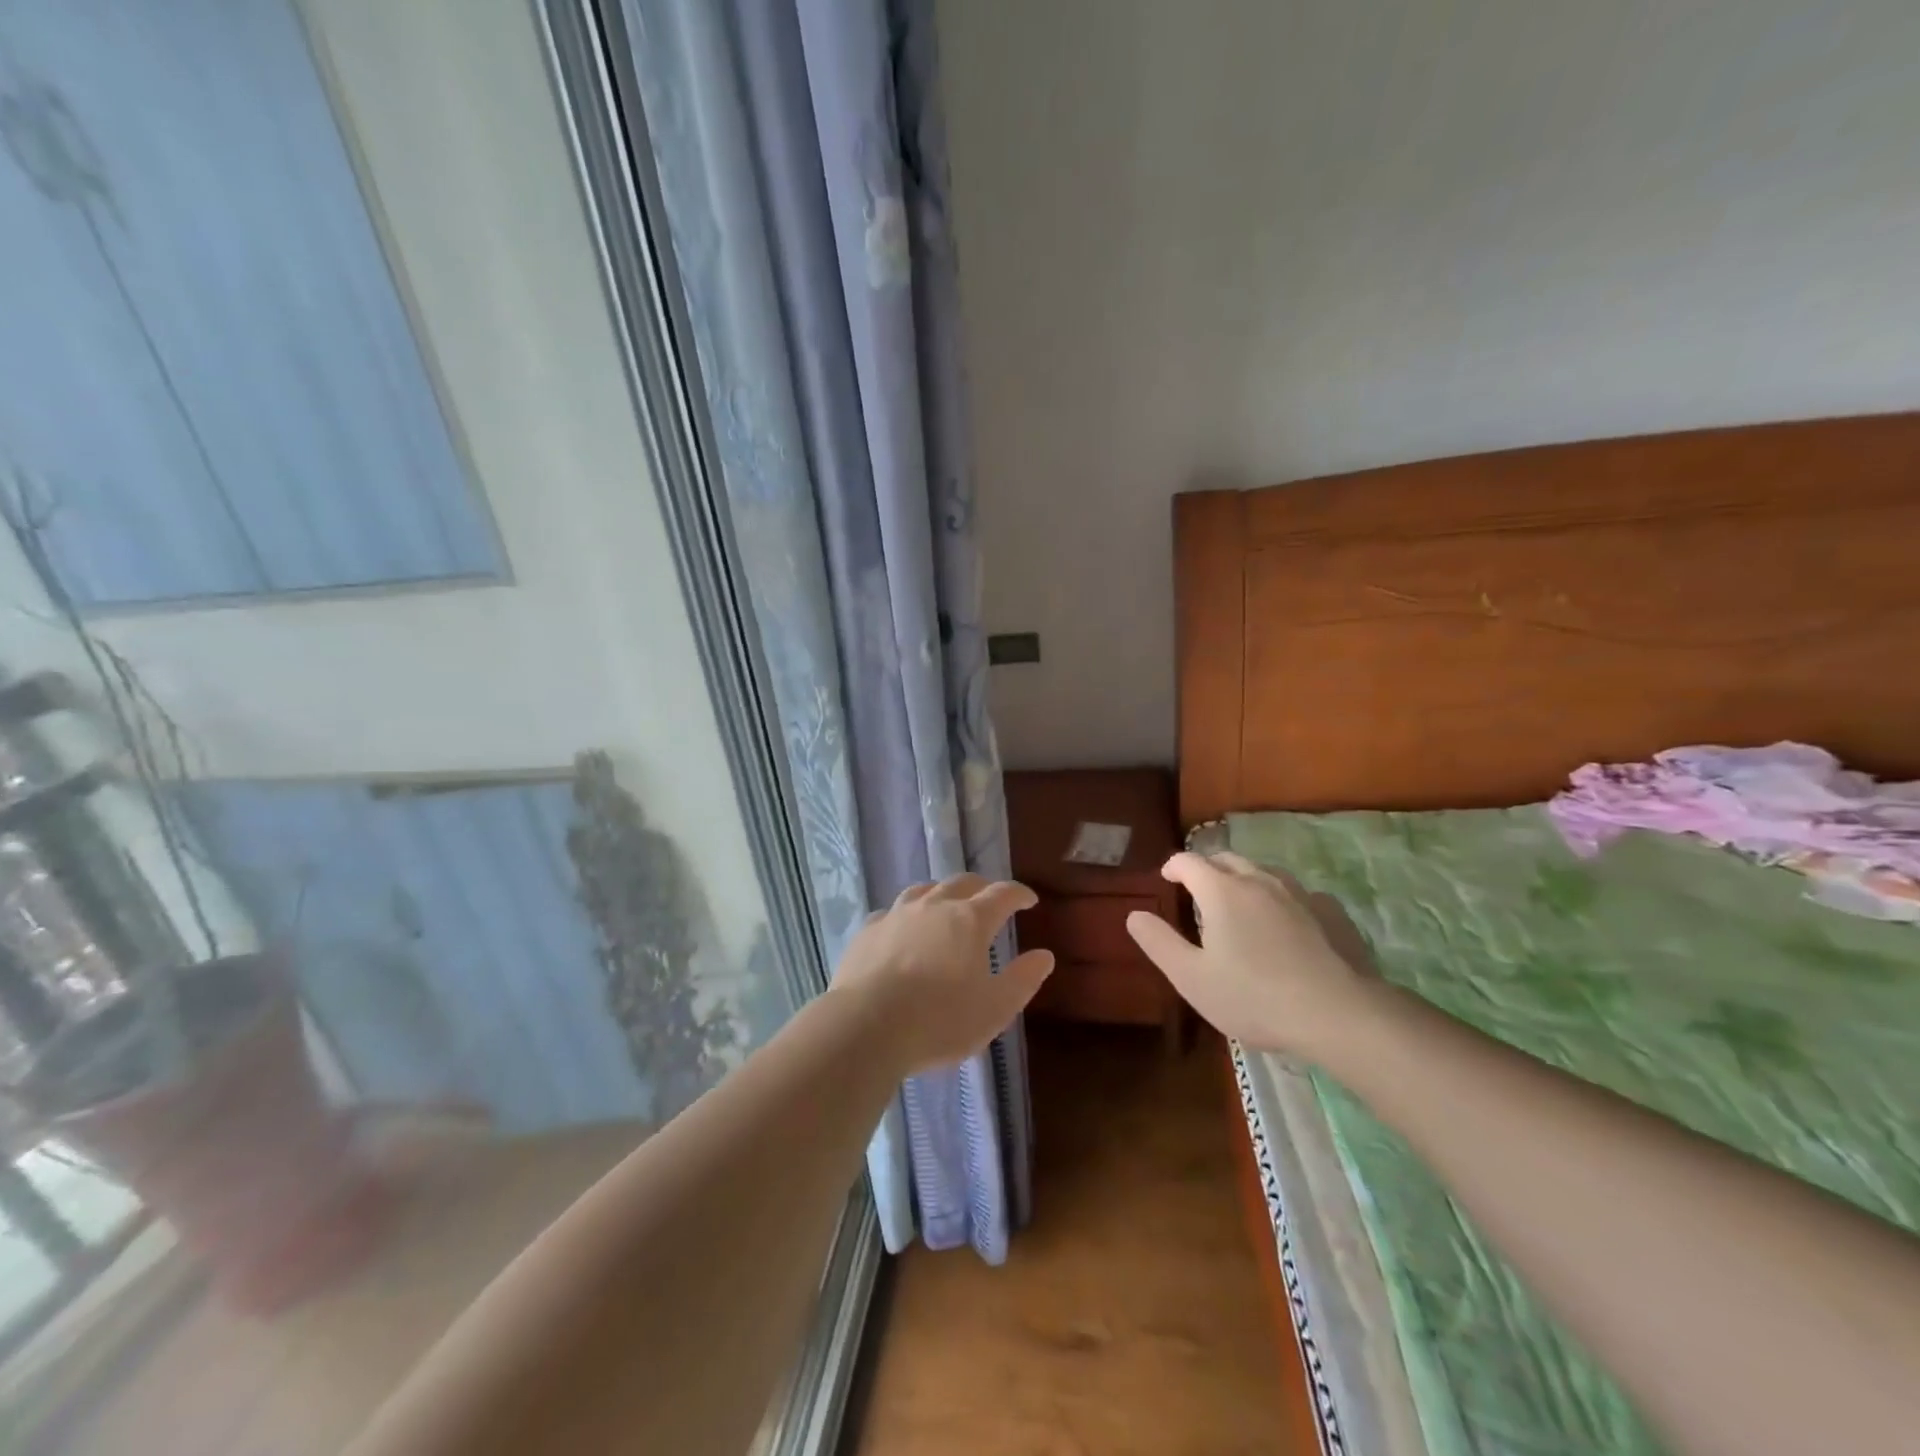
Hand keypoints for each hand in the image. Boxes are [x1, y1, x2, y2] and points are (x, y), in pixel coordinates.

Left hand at [831, 874, 1054, 1073]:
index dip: (1019, 894)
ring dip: (942, 893)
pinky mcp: (869, 930)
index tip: (1029, 900)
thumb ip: (1022, 980)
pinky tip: (903, 929)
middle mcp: (935, 906)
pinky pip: (893, 912)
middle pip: (963, 883)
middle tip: (990, 900)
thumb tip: (1044, 956)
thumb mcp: (994, 1009)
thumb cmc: (940, 1020)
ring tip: (947, 905)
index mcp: (970, 920)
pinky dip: (907, 915)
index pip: (1002, 894)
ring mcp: (898, 914)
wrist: (866, 1025)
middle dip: (982, 888)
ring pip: (925, 890)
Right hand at [1124, 852, 1375, 1055]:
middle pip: (1227, 859)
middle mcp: (1259, 880)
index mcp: (1221, 891)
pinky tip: (1287, 925)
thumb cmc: (1254, 997)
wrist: (1339, 1015)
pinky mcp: (1332, 911)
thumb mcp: (1191, 978)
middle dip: (1208, 868)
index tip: (1167, 878)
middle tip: (1199, 891)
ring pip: (1264, 872)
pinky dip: (1282, 900)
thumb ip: (1159, 942)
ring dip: (1245, 880)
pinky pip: (1298, 894)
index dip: (1173, 866)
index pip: (1189, 861)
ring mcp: (1300, 893)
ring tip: (1241, 905)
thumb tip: (1134, 914)